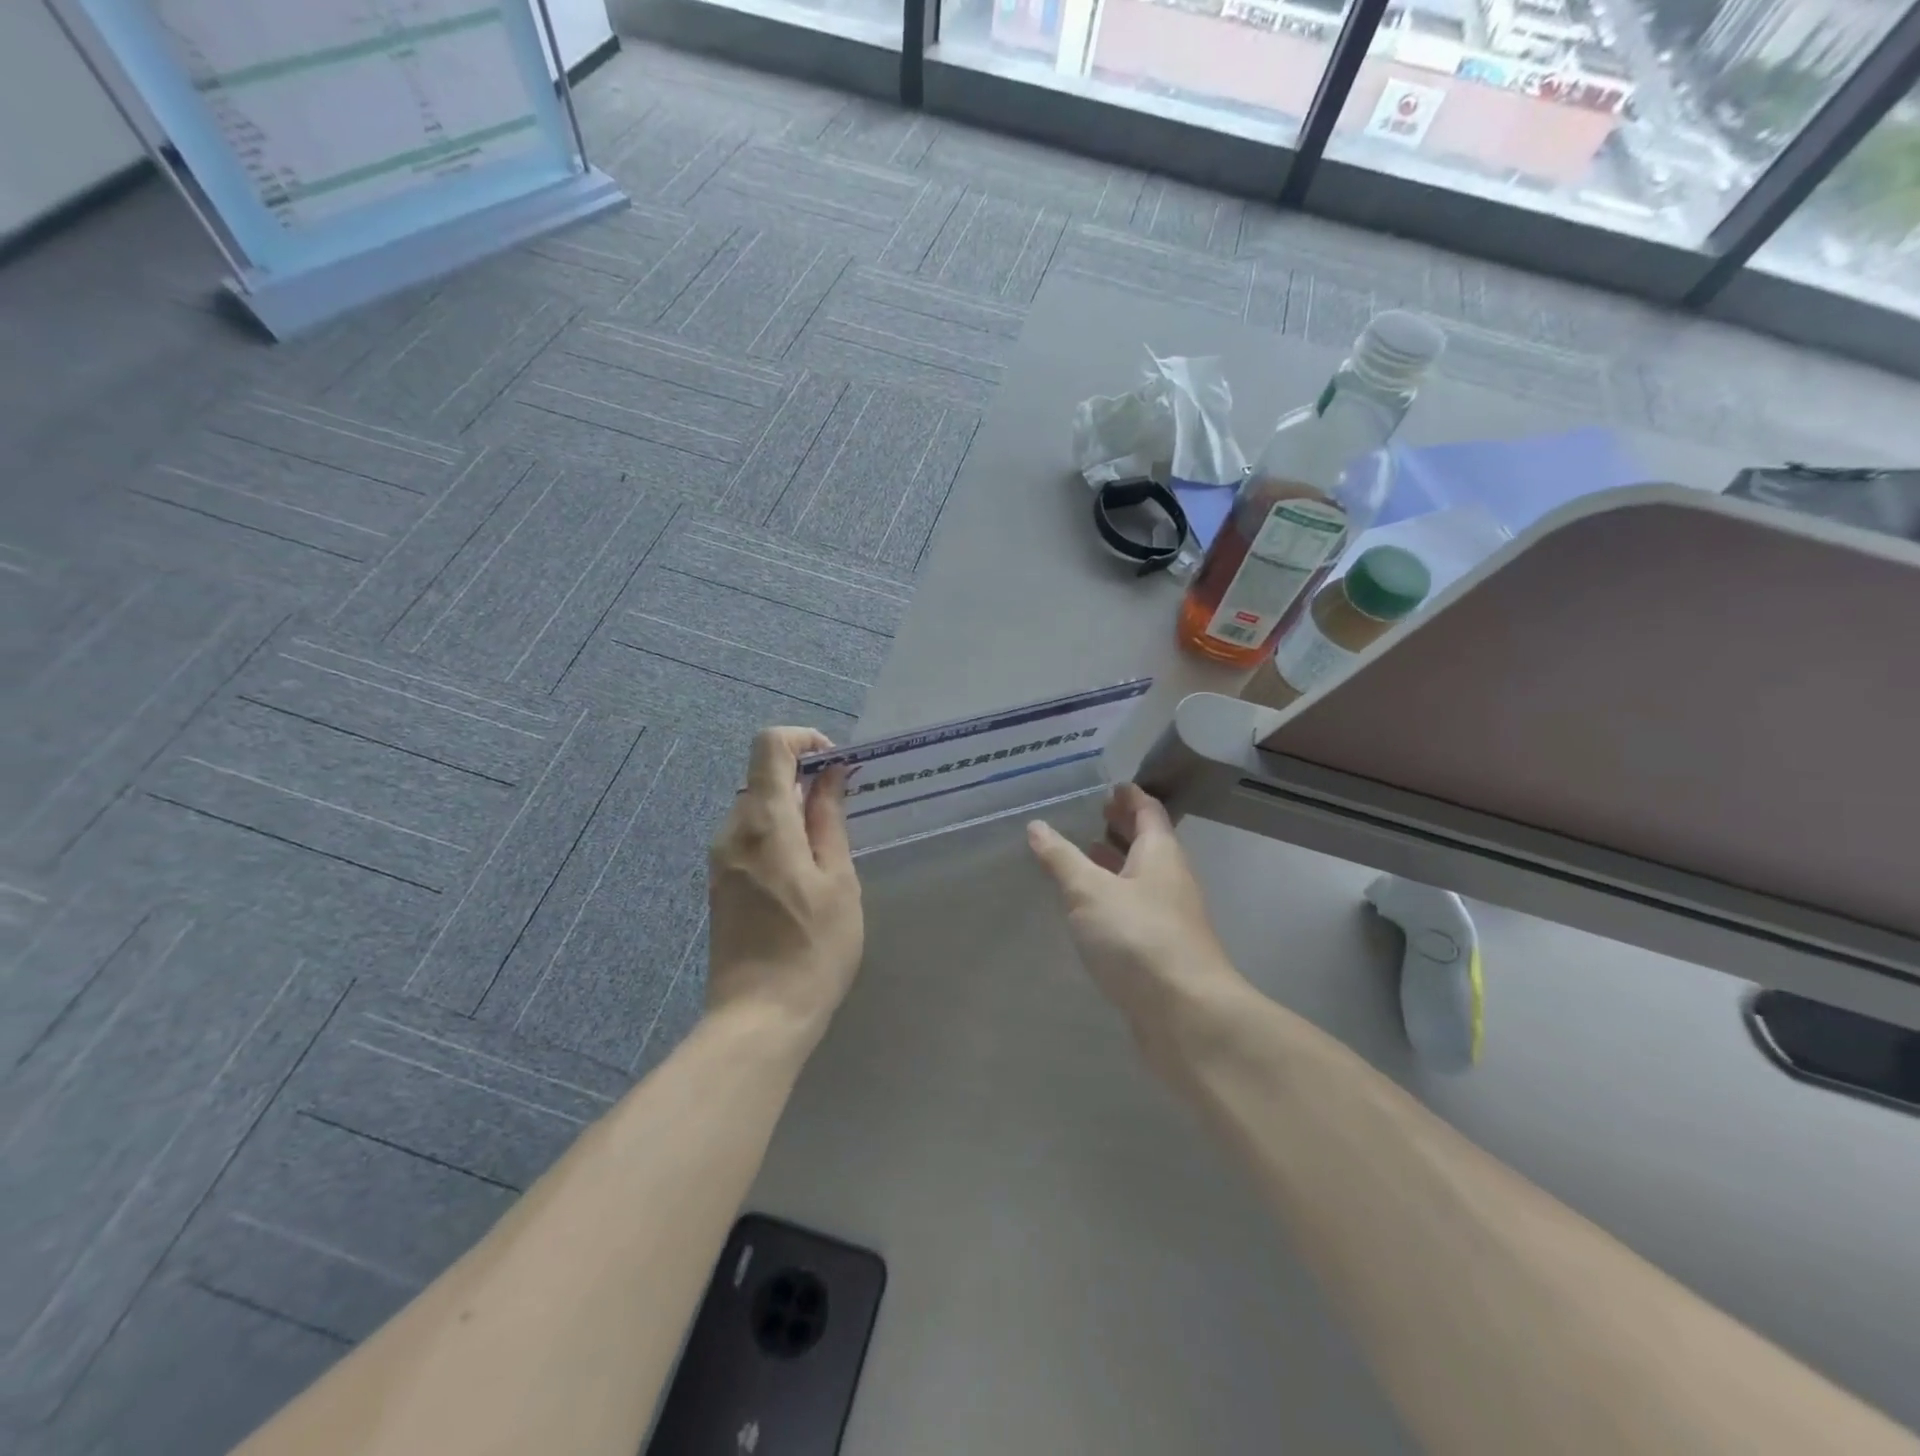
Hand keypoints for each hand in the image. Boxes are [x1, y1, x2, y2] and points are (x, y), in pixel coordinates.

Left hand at [707, 728, 863, 1045]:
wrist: (759, 1017)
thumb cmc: (813, 948)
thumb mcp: (838, 880)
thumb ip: (831, 820)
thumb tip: (831, 774)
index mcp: (764, 822)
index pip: (770, 745)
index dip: (805, 740)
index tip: (837, 767)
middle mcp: (732, 830)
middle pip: (764, 775)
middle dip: (806, 779)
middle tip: (844, 813)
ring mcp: (720, 857)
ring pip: (758, 807)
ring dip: (794, 810)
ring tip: (828, 850)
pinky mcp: (719, 881)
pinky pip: (749, 835)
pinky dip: (778, 833)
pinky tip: (804, 874)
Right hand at [1027, 783, 1248, 1074]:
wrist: (1186, 1015)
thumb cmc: (1138, 938)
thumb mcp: (1089, 891)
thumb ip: (1062, 859)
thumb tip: (1037, 826)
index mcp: (1160, 854)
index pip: (1148, 811)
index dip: (1129, 795)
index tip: (1108, 785)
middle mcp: (1169, 879)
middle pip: (1147, 843)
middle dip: (1121, 826)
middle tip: (1091, 814)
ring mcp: (1169, 917)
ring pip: (1140, 877)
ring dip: (1115, 863)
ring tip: (1083, 854)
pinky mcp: (1160, 949)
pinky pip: (1134, 908)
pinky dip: (1113, 896)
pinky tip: (1090, 908)